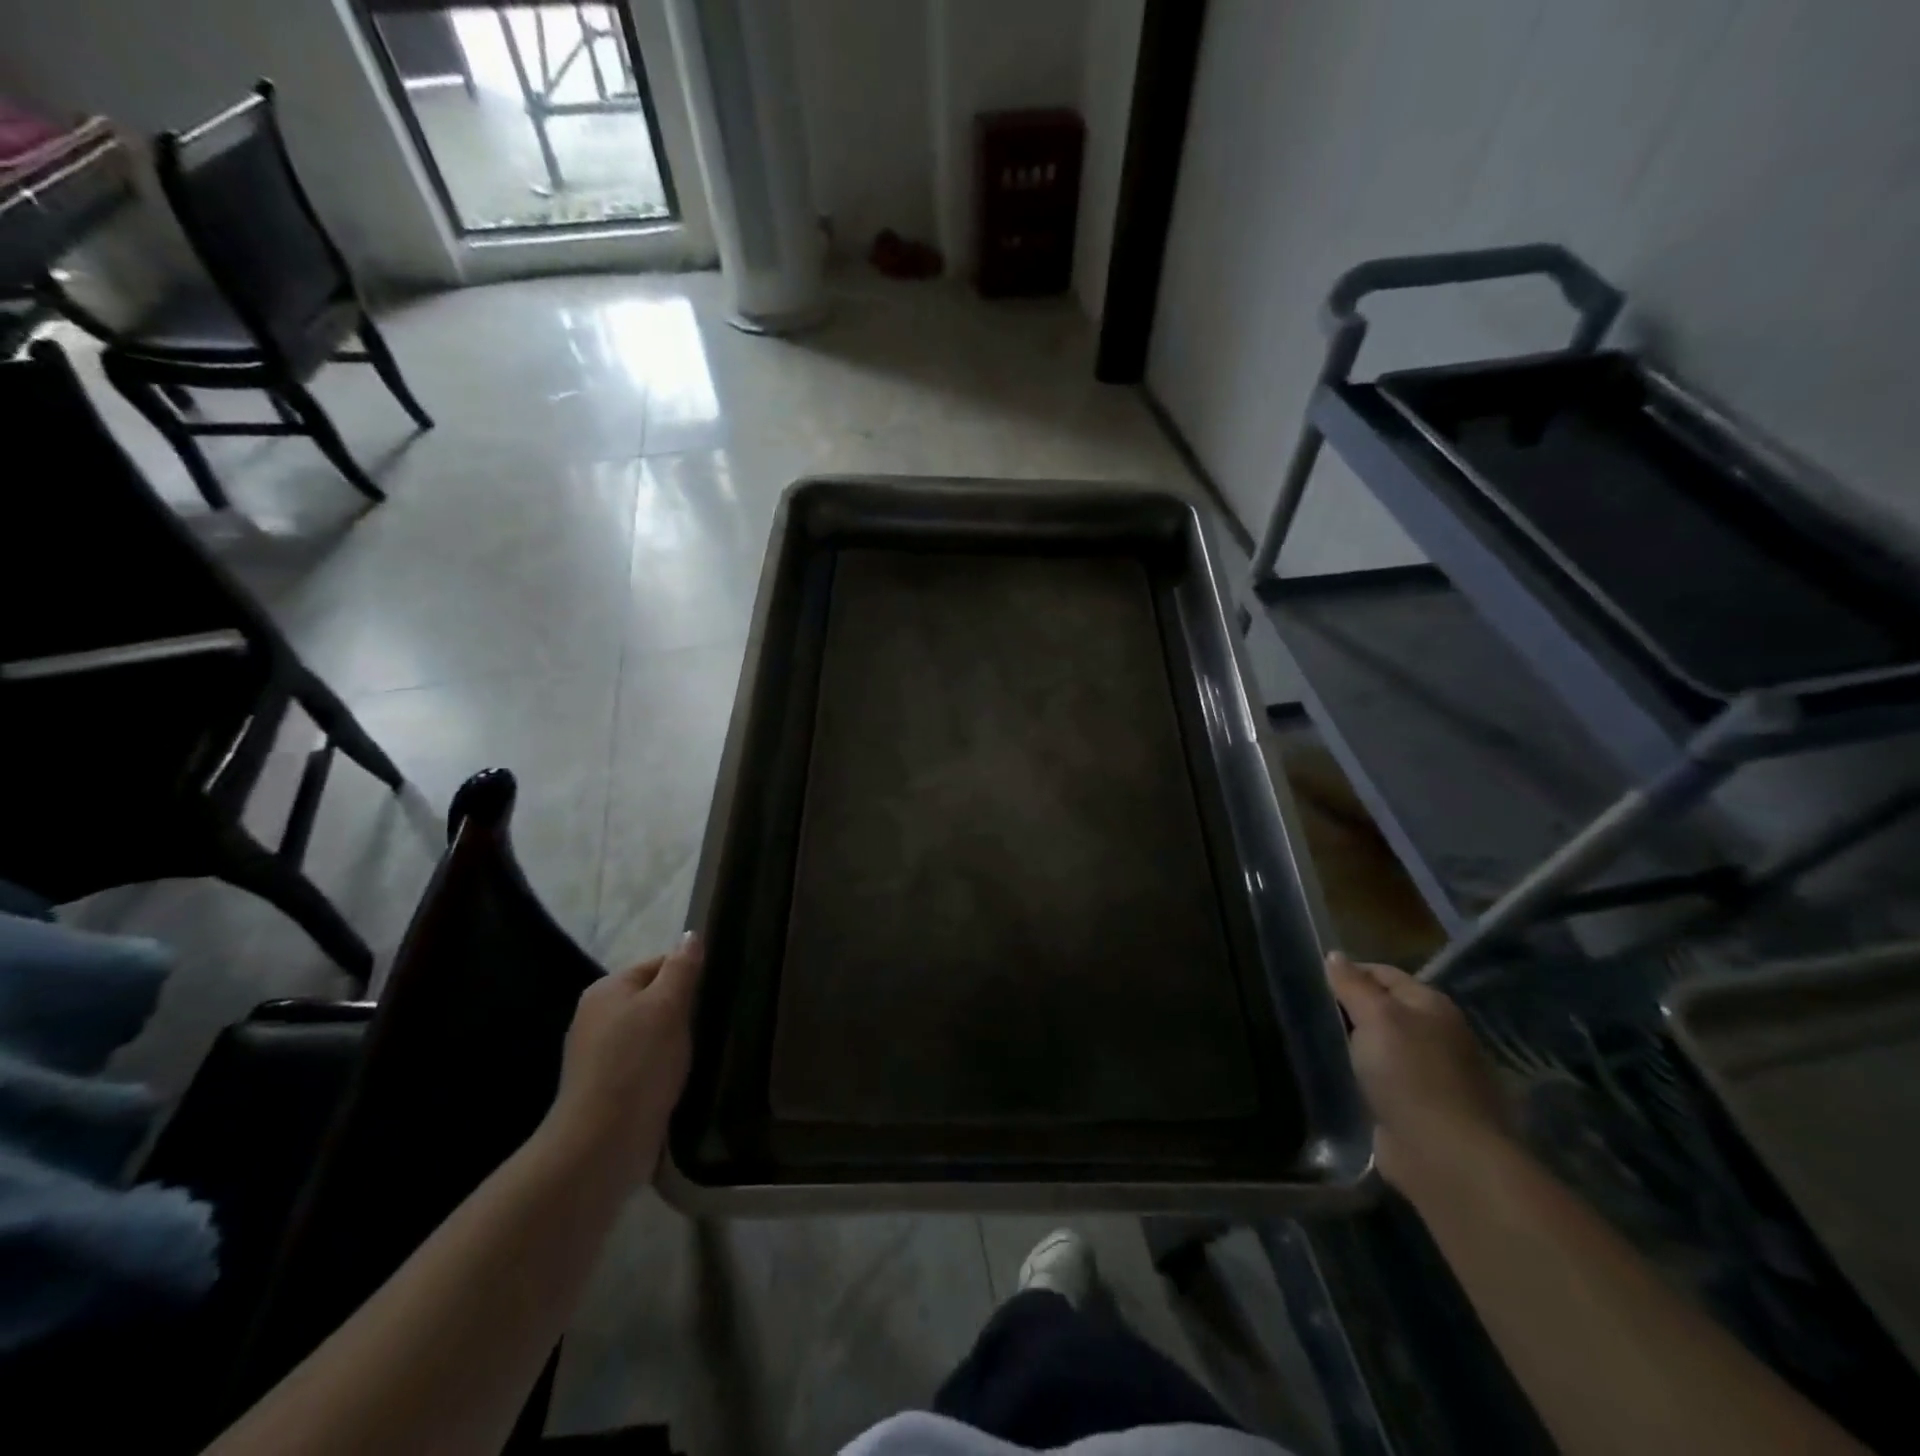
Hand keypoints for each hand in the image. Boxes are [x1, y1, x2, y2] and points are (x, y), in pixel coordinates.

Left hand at [542, 933, 703, 1192]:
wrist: (602, 1143)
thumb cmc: (638, 1063)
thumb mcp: (668, 1006)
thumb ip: (682, 968)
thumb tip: (691, 934)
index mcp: (606, 989)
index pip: (658, 964)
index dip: (688, 975)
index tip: (714, 993)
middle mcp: (595, 1016)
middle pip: (652, 998)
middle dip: (681, 1009)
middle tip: (710, 1023)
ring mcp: (597, 1054)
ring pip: (649, 1032)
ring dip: (673, 1040)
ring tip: (699, 1052)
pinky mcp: (605, 1087)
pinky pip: (642, 1062)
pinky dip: (661, 1066)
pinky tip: (679, 1078)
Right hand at [1326, 951, 1510, 1193]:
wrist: (1446, 1156)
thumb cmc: (1411, 1074)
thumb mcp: (1376, 1017)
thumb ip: (1353, 985)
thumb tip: (1335, 955)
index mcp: (1432, 1005)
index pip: (1383, 973)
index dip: (1348, 973)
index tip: (1312, 982)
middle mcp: (1437, 1035)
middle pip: (1383, 1009)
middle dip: (1349, 1010)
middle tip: (1308, 1013)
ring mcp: (1431, 1074)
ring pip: (1380, 1046)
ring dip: (1354, 1046)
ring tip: (1316, 1044)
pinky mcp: (1419, 1109)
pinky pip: (1381, 1080)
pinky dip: (1362, 1077)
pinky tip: (1337, 1078)